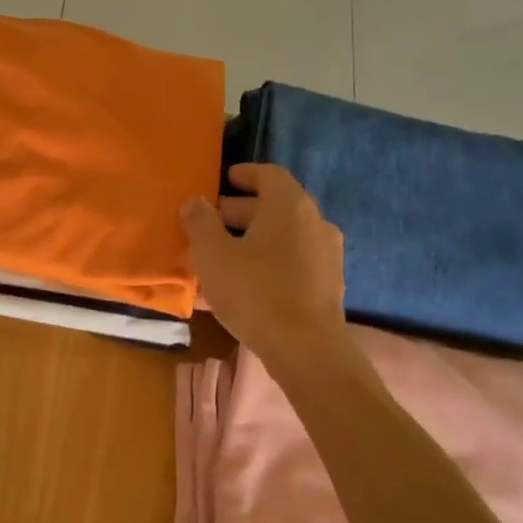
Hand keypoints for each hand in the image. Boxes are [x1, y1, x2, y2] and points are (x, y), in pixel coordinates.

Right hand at [180, 163, 346, 367]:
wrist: (306, 348)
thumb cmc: (254, 291)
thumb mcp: (213, 255)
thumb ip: (200, 222)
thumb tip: (194, 201)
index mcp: (289, 205)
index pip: (268, 174)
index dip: (244, 174)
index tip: (224, 180)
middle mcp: (315, 221)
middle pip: (275, 206)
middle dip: (240, 212)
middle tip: (210, 223)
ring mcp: (326, 253)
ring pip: (283, 237)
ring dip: (253, 241)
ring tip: (221, 257)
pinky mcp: (328, 284)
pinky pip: (292, 262)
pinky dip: (268, 263)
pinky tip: (243, 285)